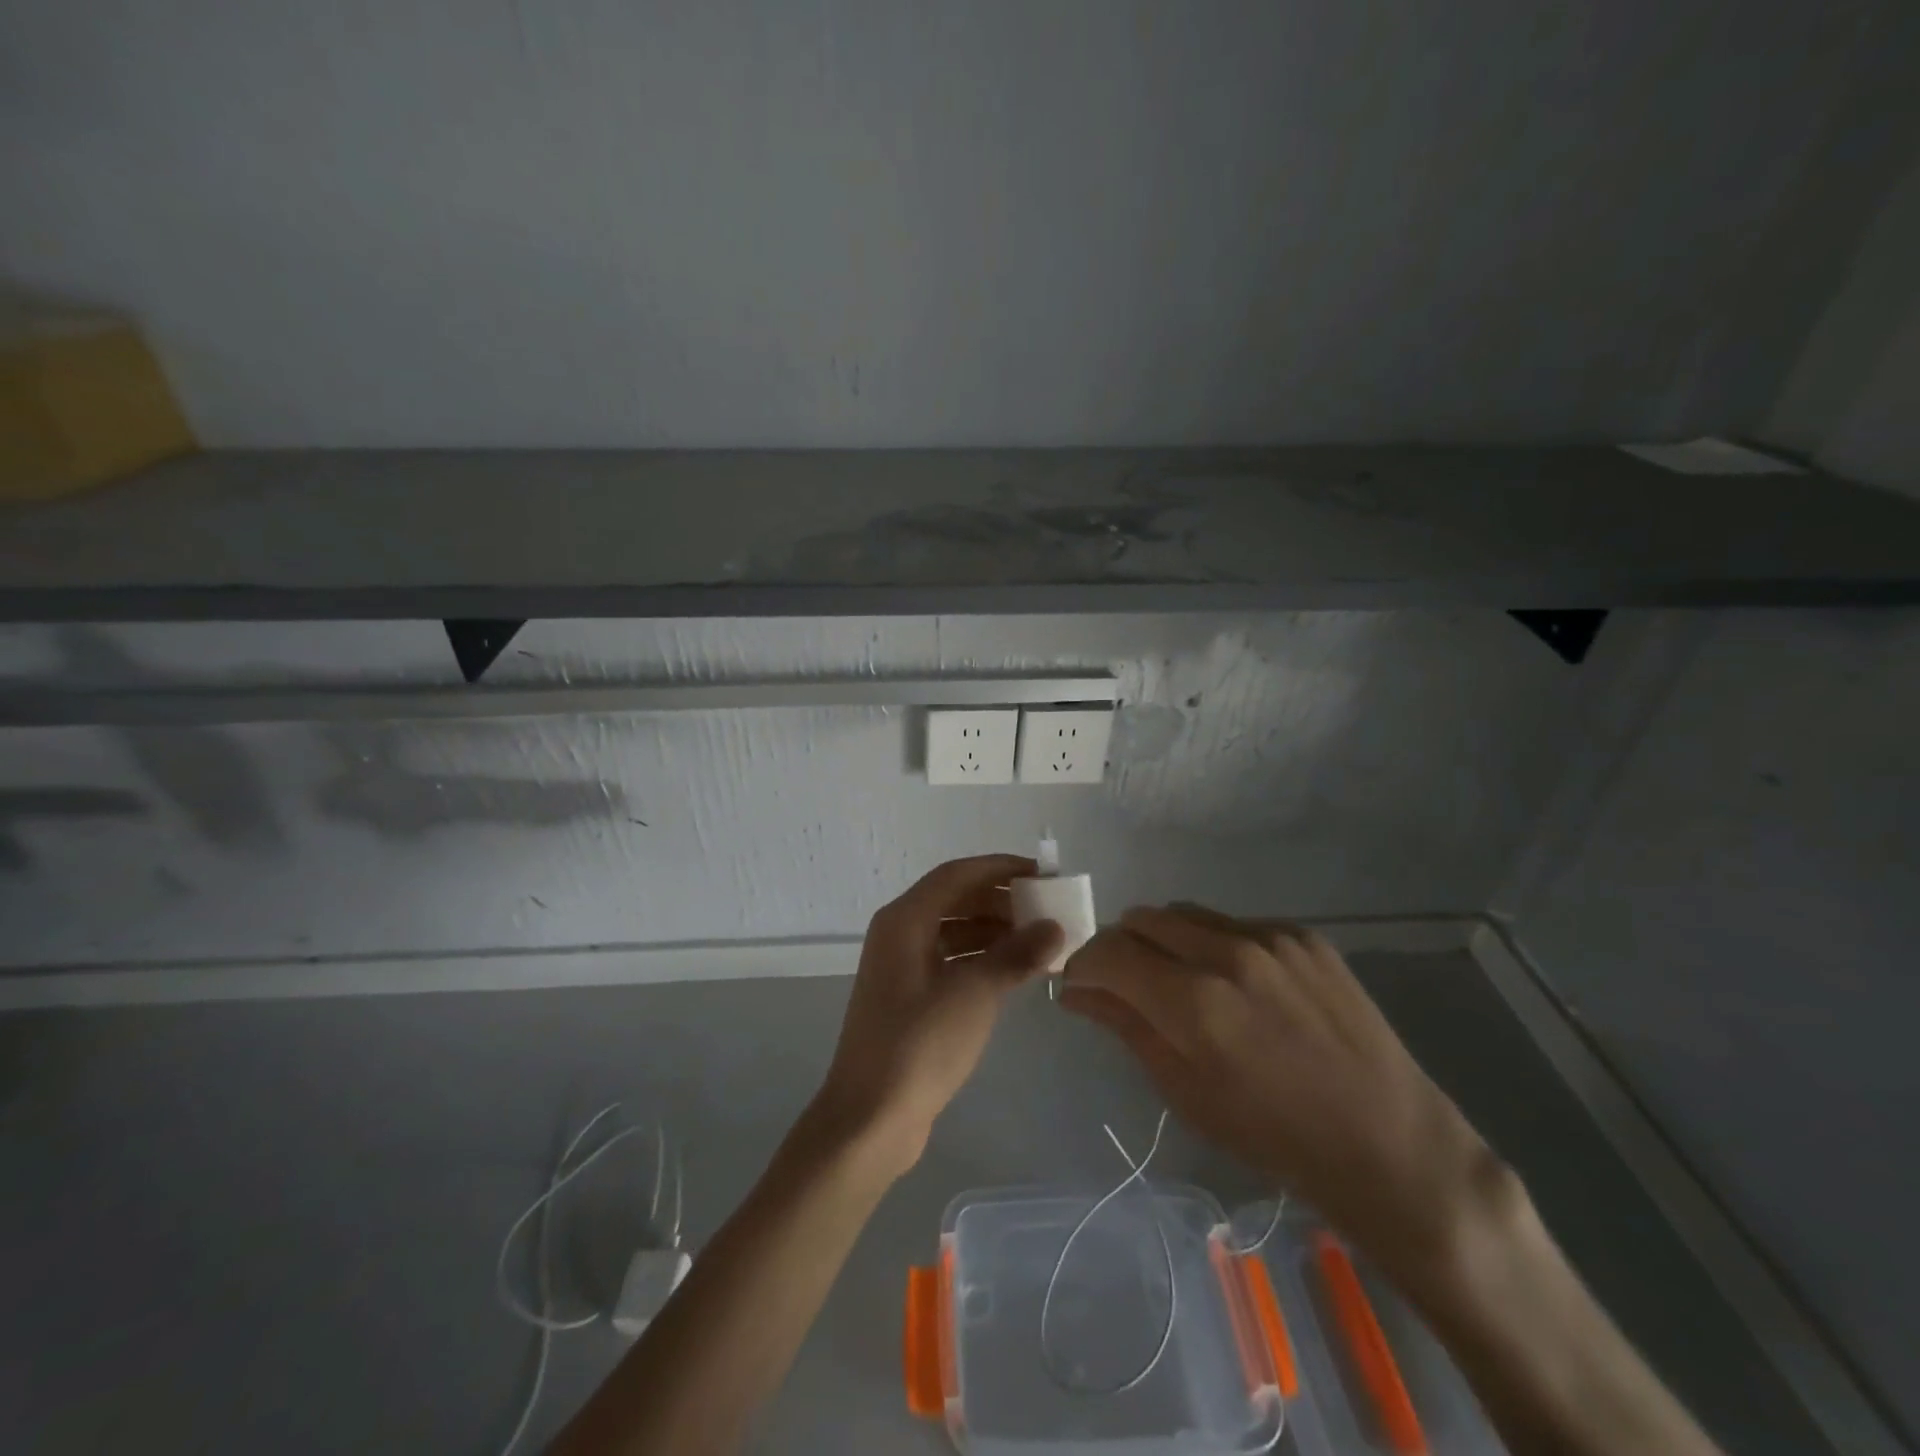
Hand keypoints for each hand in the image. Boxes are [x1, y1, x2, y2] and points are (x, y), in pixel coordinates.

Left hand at [815, 855, 1063, 1174]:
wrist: (870, 1118)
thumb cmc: (920, 1044)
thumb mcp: (974, 994)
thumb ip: (1016, 954)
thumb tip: (1054, 928)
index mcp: (905, 919)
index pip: (957, 874)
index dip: (1000, 868)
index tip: (1041, 874)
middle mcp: (899, 933)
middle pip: (955, 899)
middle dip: (1001, 901)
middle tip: (1046, 910)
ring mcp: (901, 967)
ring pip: (954, 931)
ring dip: (994, 932)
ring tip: (1040, 942)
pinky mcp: (909, 998)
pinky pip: (951, 961)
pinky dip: (982, 960)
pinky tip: (1015, 973)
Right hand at [1060, 905, 1506, 1274]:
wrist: (1388, 1143)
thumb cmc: (1274, 1136)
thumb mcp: (1185, 1092)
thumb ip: (1125, 1026)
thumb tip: (1074, 990)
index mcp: (1194, 1002)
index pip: (1108, 952)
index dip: (1082, 965)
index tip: (1080, 986)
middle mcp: (1228, 953)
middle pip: (1140, 918)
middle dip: (1119, 947)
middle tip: (1126, 984)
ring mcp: (1271, 937)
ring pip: (1184, 913)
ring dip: (1163, 940)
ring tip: (1180, 981)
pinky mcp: (1303, 934)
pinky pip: (1233, 923)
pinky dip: (1214, 944)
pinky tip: (1236, 984)